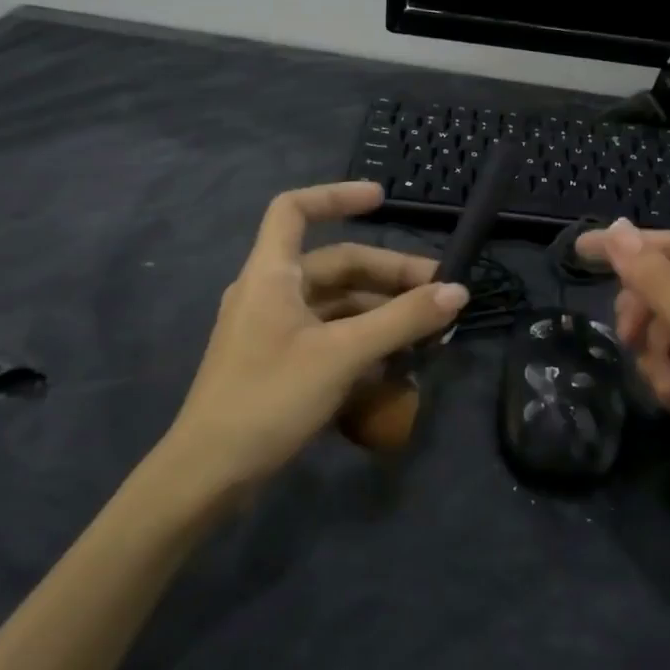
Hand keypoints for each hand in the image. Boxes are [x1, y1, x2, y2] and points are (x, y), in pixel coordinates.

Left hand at [163, 182, 468, 489]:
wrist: (210, 473)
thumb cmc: (270, 398)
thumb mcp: (342, 354)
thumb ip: (402, 320)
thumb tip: (458, 291)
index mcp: (271, 274)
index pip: (294, 210)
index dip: (336, 196)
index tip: (382, 200)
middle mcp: (269, 293)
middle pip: (334, 265)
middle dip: (388, 275)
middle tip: (440, 293)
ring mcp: (273, 330)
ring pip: (336, 305)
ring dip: (382, 312)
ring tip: (428, 332)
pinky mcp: (280, 363)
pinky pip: (329, 336)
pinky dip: (363, 341)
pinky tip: (397, 362)